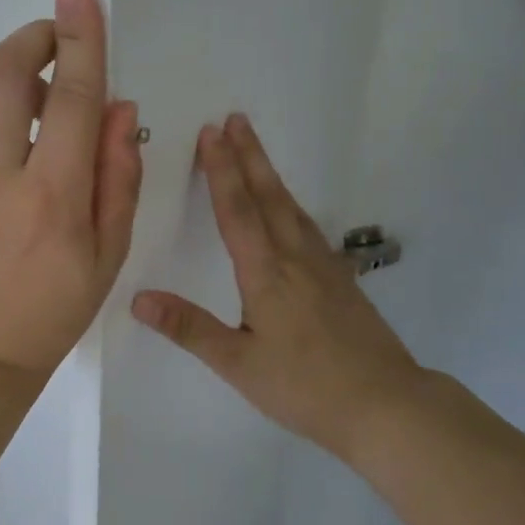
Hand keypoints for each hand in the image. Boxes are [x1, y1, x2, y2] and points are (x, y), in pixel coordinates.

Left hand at [0, 0, 142, 376]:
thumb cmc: (54, 308)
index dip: (82, 38)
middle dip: (36, 37)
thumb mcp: (109, 254)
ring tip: (37, 94)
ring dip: (9, 69)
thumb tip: (120, 106)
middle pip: (7, 74)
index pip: (74, 99)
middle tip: (59, 40)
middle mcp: (0, 176)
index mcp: (54, 198)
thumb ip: (119, 175)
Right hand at [131, 114, 424, 460]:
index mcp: (267, 274)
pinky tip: (289, 210)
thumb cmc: (306, 387)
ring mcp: (323, 266)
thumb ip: (189, 328)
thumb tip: (138, 299)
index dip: (222, 171)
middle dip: (249, 155)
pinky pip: (307, 227)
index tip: (211, 133)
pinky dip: (290, 203)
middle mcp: (296, 258)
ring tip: (255, 149)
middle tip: (235, 118)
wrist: (386, 405)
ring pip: (291, 207)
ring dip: (269, 174)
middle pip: (269, 196)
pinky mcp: (341, 279)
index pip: (237, 211)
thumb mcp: (239, 364)